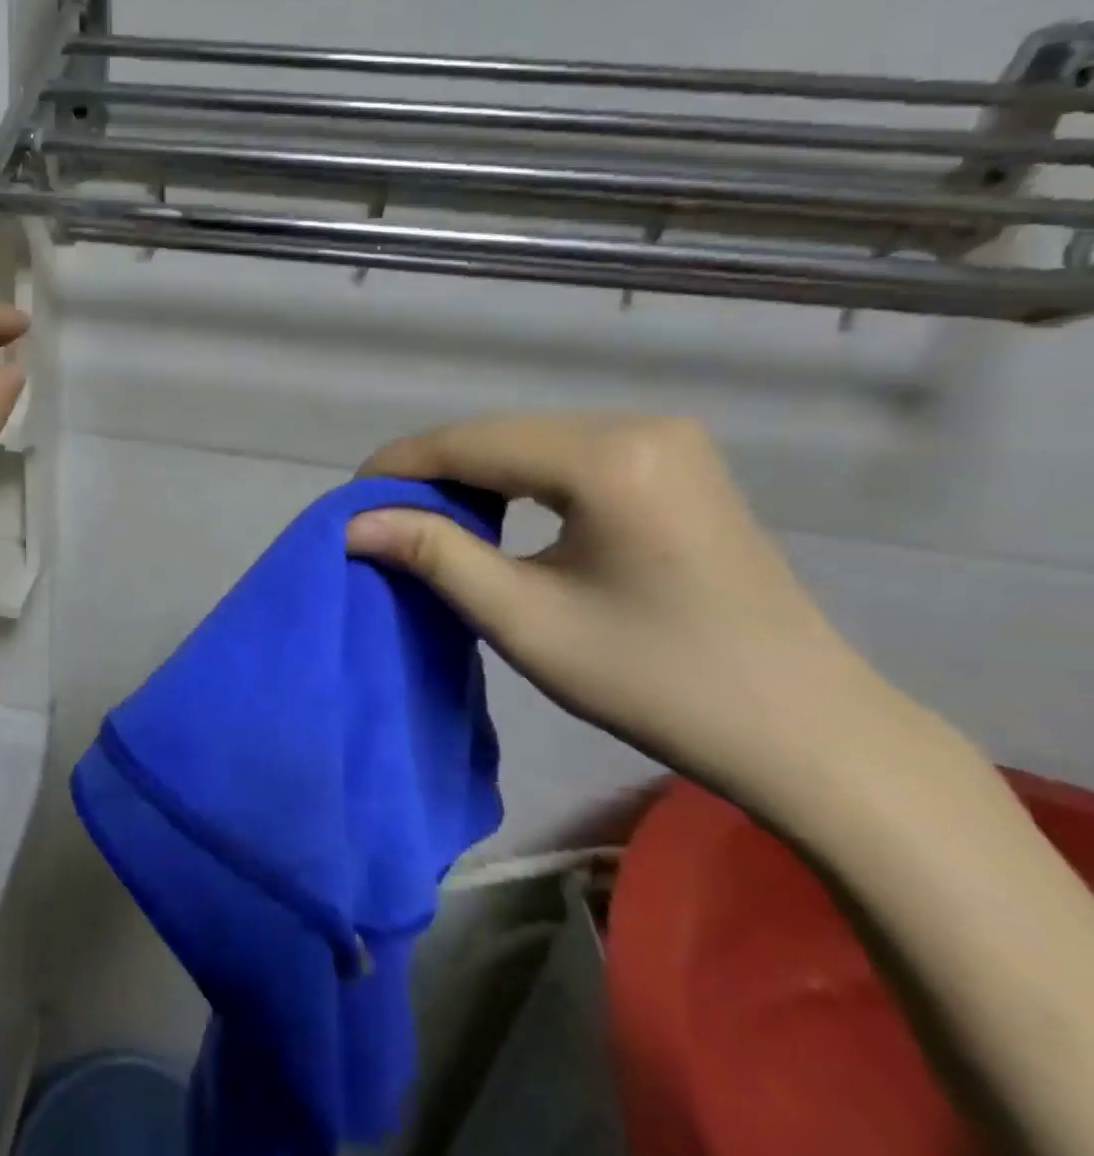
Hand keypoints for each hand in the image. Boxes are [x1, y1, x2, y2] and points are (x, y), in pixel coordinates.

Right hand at [347, 414, 909, 807]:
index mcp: (609, 456)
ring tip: (425, 519)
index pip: (472, 442)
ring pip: (531, 442)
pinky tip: (494, 515)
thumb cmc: (657, 681)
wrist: (807, 731)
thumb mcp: (526, 619)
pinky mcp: (676, 463)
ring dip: (473, 476)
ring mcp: (666, 440)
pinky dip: (518, 482)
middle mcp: (639, 425)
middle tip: (381, 517)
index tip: (348, 500)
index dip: (400, 466)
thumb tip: (355, 523)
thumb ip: (434, 555)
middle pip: (501, 435)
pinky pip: (568, 456)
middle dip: (433, 472)